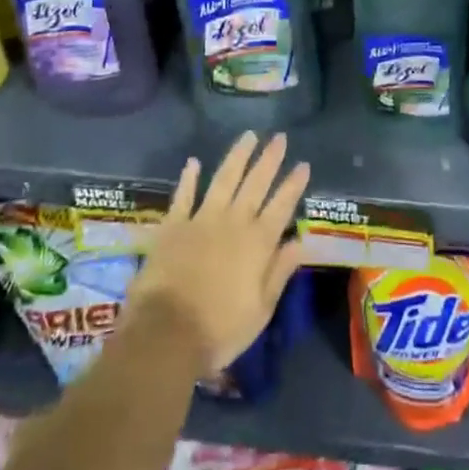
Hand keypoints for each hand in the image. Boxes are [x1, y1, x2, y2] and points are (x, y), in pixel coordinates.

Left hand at [127, 131, 309, 375]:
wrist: (165, 334)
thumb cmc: (219, 330)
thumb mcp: (261, 310)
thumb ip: (279, 272)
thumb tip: (300, 242)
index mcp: (258, 243)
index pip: (282, 206)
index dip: (294, 184)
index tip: (303, 164)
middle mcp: (234, 222)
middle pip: (256, 183)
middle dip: (270, 159)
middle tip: (280, 137)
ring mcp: (202, 219)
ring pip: (224, 179)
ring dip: (238, 156)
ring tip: (249, 135)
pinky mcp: (174, 225)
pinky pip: (183, 195)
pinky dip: (189, 177)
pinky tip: (194, 162)